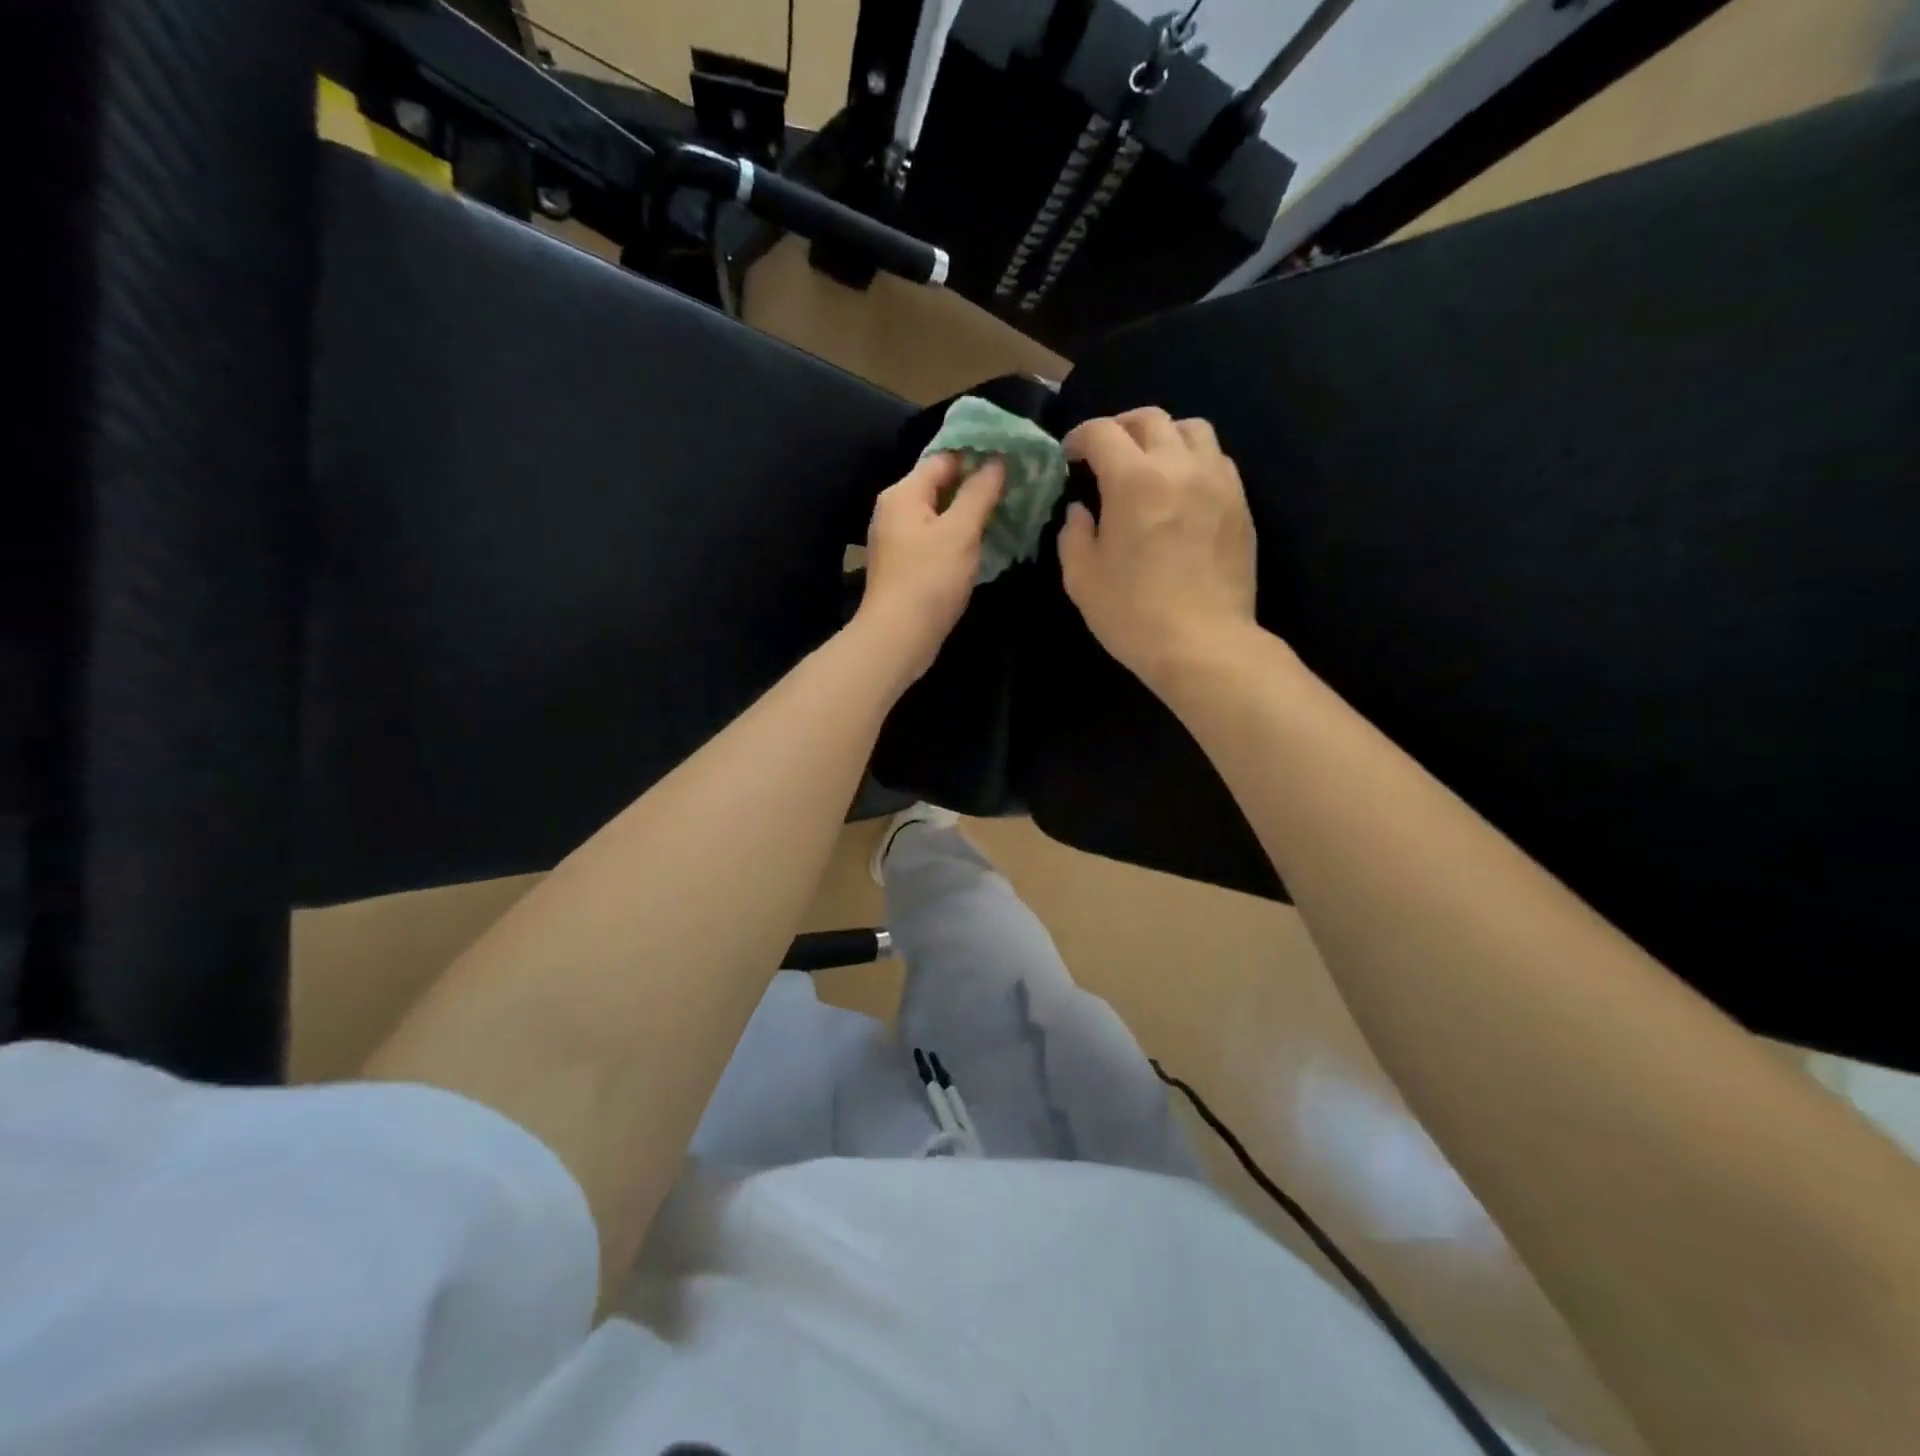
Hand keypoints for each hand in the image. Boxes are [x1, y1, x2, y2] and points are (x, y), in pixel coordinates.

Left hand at [856, 452, 1004, 684]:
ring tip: (1007, 511)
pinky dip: (958, 537)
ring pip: (939, 515)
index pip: (944, 458)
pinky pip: (936, 539)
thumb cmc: (929, 580)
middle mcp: (895, 510)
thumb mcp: (960, 532)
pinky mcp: (906, 565)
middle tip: (1016, 486)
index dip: (977, 455)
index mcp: (904, 494)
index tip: (1012, 458)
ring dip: (969, 513)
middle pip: (940, 485)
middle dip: (976, 485)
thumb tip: (996, 460)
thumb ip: (979, 493)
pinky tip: (983, 543)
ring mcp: (898, 540)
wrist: (898, 637)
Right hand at [1059, 408, 1256, 690]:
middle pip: (1150, 419)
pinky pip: (1216, 460)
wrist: (1203, 644)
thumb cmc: (1133, 614)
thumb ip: (1073, 535)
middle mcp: (1179, 466)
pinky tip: (1180, 490)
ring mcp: (1217, 481)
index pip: (1102, 433)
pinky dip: (1192, 461)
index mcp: (1133, 480)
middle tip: (1105, 454)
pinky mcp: (1240, 503)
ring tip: (1149, 464)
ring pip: (1192, 429)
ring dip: (1163, 437)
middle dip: (1120, 428)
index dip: (1079, 437)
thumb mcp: (1082, 578)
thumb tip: (1080, 511)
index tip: (1070, 456)